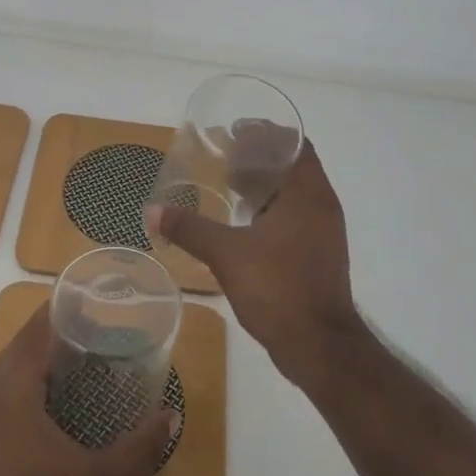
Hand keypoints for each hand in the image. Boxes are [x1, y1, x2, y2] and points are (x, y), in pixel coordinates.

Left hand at [0, 303, 180, 475]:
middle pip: (13, 355)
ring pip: (0, 383)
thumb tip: (171, 416)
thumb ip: (139, 446)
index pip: (31, 336)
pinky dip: (17, 398)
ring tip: (67, 369)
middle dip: (45, 340)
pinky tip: (42, 417)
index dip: (54, 314)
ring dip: (29, 369)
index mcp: (11, 396)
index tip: (80, 302)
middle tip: (83, 335)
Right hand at [148, 139, 361, 389]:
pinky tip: (244, 221)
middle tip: (223, 153)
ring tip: (229, 183)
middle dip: (259, 156)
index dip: (265, 132)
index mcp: (307, 194)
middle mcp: (321, 206)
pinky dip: (270, 208)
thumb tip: (152, 211)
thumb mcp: (227, 255)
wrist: (319, 346)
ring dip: (265, 183)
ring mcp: (323, 232)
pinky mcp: (318, 254)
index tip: (234, 130)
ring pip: (294, 193)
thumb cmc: (278, 288)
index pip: (294, 144)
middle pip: (293, 165)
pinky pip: (294, 216)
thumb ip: (190, 228)